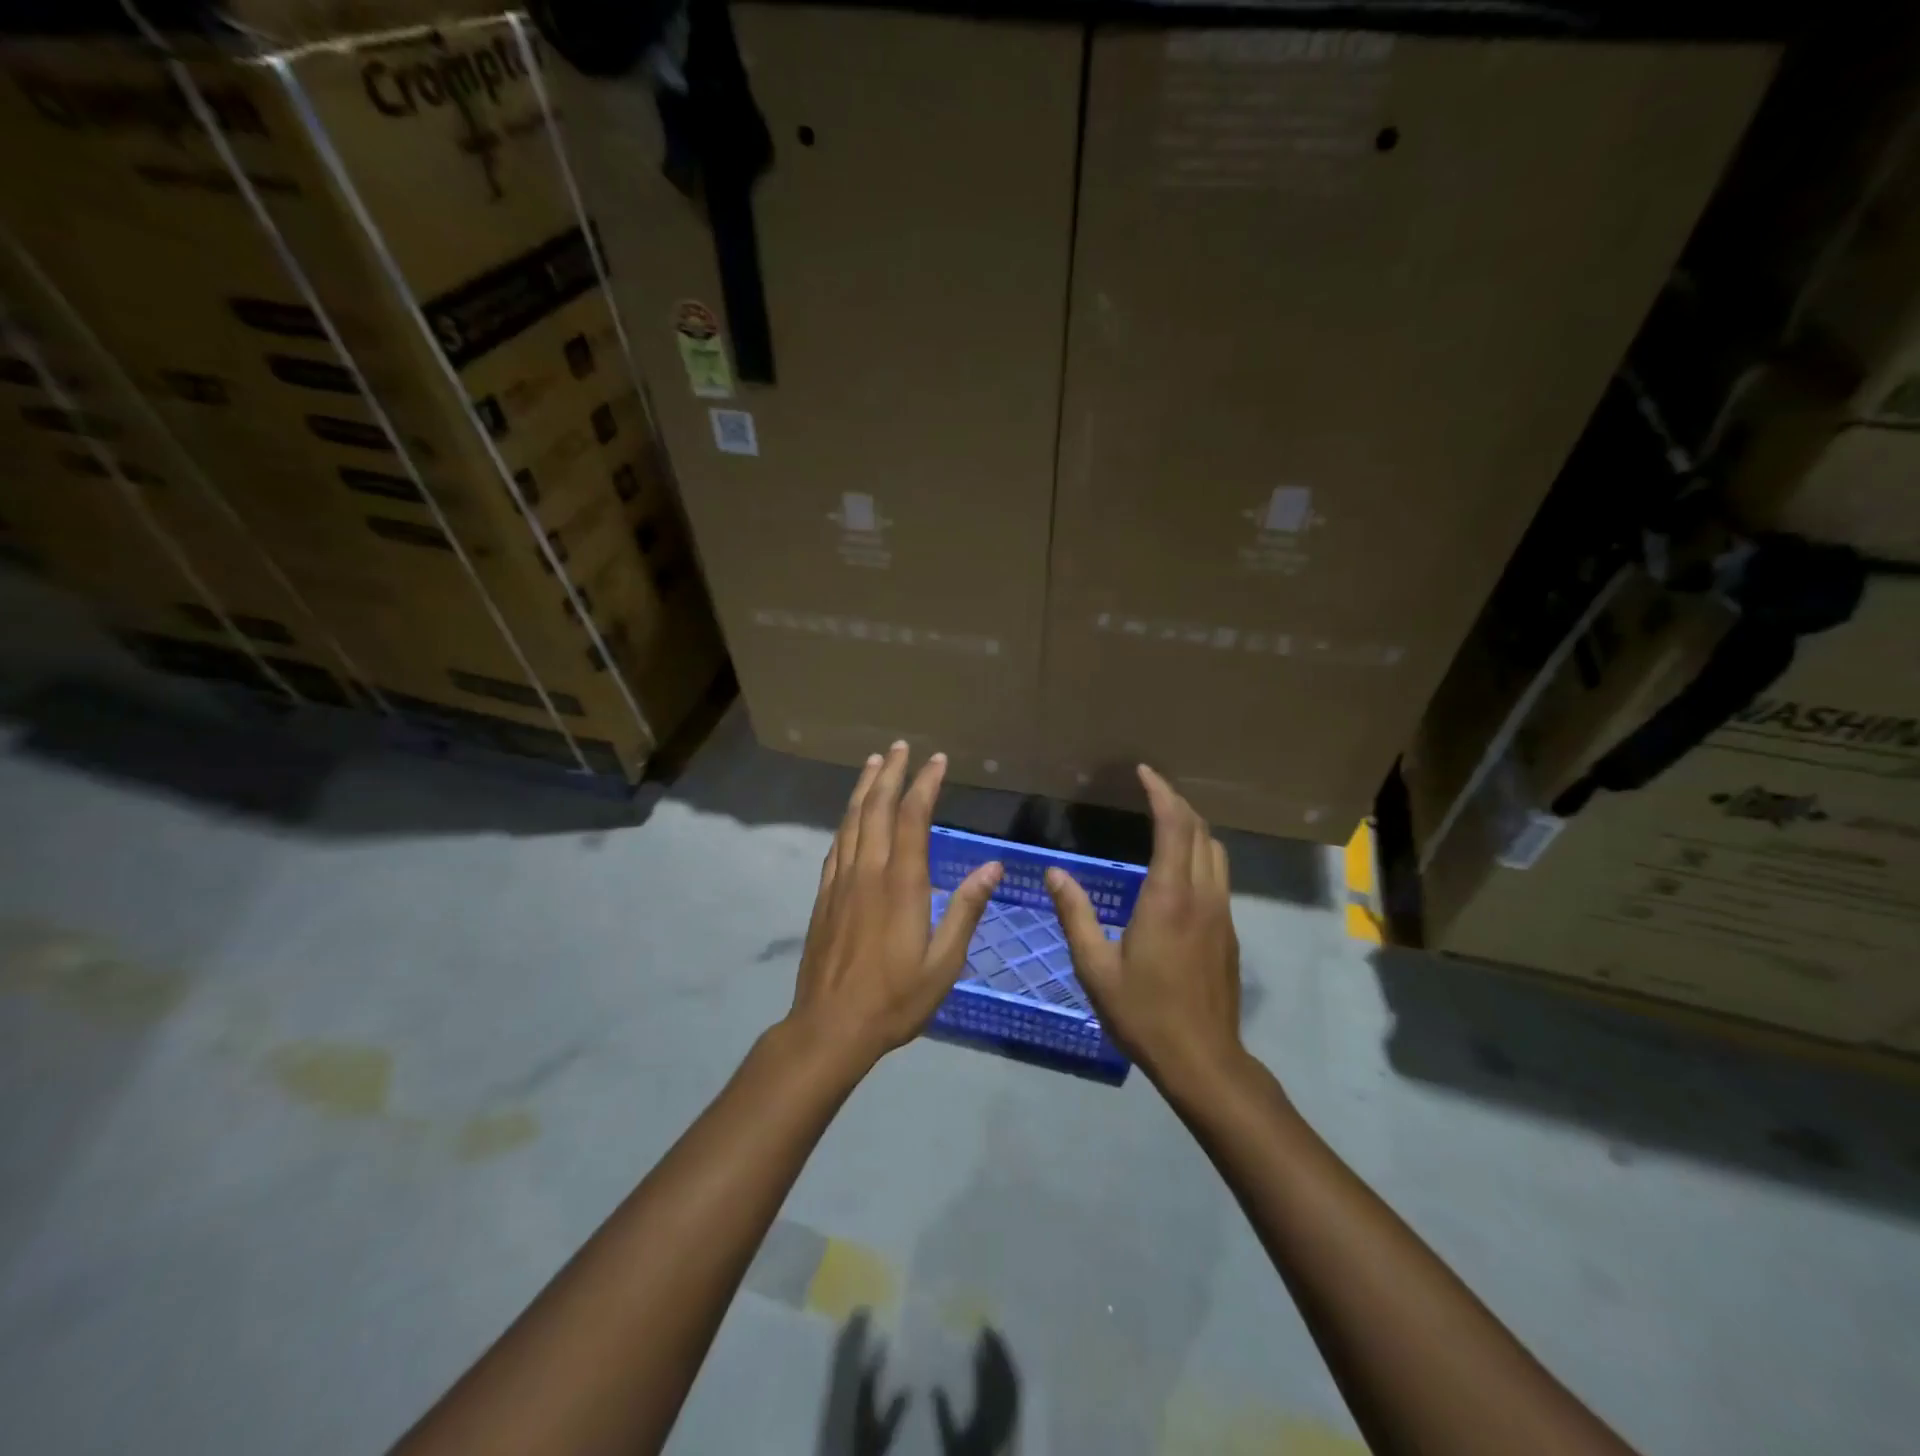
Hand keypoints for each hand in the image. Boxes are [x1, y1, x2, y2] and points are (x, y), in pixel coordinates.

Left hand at [787, 741, 1001, 1070]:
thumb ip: (966, 909)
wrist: (831, 1026)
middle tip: (901, 746)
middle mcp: (868, 872)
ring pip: (851, 821)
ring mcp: (841, 882)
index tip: (937, 760)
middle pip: (876, 809)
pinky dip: (846, 821)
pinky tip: (850, 815)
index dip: (925, 785)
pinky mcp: (824, 896)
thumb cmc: (896, 998)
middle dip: (890, 773)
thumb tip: (993, 866)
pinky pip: (836, 846)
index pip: (912, 818)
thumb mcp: (944, 961)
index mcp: (902, 884)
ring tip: (875, 763)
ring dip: (864, 788)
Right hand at [1045, 764, 1241, 1083]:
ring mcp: (1221, 913)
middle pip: (1200, 831)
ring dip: (1193, 826)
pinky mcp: (1229, 931)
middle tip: (1150, 788)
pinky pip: (1218, 874)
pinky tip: (1178, 866)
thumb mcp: (1095, 967)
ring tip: (1164, 819)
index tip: (1143, 772)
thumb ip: (1075, 915)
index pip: (1174, 827)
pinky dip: (1200, 852)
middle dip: (1177, 802)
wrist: (1203, 1060)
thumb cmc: (1143, 1014)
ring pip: (1216, 851)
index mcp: (1169, 898)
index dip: (1161, 793)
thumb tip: (1054, 873)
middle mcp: (1202, 896)